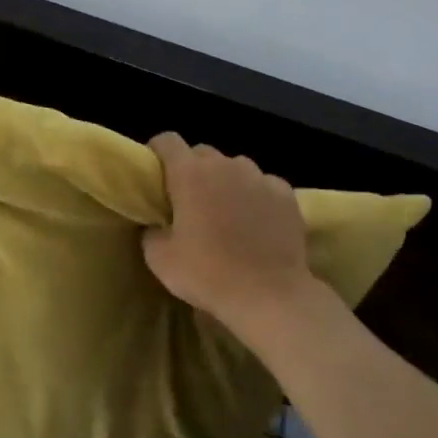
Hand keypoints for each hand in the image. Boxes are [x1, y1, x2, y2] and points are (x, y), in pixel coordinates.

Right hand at [142, 133, 316, 334]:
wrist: (270, 296)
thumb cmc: (208, 275)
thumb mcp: (160, 259)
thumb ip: (152, 231)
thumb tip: (157, 225)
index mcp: (190, 174)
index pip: (167, 141)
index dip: (157, 152)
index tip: (155, 174)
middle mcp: (226, 165)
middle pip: (202, 153)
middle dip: (192, 170)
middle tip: (189, 202)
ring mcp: (260, 177)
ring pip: (235, 167)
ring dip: (225, 182)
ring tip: (226, 212)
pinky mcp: (286, 193)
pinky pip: (263, 184)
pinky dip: (255, 196)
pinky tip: (256, 222)